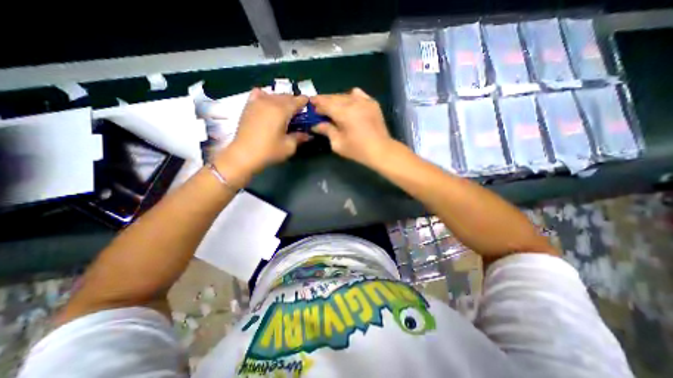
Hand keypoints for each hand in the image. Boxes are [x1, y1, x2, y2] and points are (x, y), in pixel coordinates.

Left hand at [214, 87, 307, 182]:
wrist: (244, 154)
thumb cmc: (269, 151)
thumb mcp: (289, 147)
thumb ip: (299, 137)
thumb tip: (307, 134)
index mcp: (282, 110)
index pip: (296, 101)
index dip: (304, 101)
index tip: (309, 104)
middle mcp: (270, 102)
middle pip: (285, 96)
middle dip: (294, 101)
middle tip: (299, 111)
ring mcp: (257, 102)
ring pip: (273, 94)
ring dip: (282, 99)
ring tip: (285, 109)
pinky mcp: (248, 106)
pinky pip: (259, 94)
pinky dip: (266, 96)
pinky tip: (267, 103)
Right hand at [310, 89, 394, 165]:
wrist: (381, 150)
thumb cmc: (358, 150)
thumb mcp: (338, 143)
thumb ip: (326, 130)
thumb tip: (316, 125)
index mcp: (343, 112)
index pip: (325, 102)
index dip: (316, 103)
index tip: (310, 105)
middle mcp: (353, 102)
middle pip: (334, 97)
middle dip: (325, 101)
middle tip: (319, 108)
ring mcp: (364, 100)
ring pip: (345, 95)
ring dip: (336, 100)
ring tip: (333, 108)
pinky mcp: (372, 103)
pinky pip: (358, 94)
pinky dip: (350, 97)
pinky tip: (349, 104)